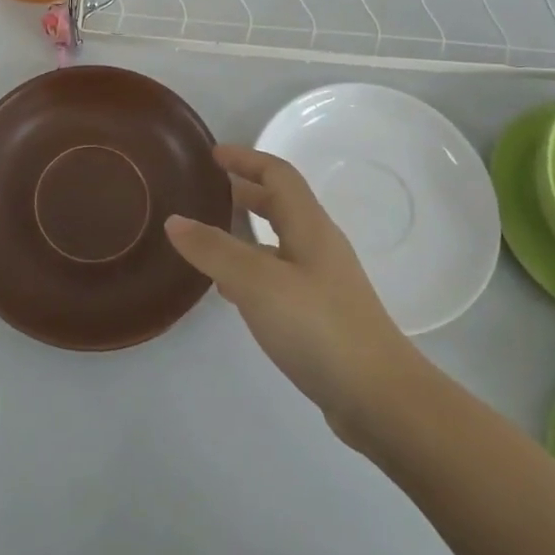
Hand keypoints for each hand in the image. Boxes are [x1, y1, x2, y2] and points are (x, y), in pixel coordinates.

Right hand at [166, 146, 414, 440]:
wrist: (380, 398)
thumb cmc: (319, 327)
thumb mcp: (257, 283)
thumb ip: (214, 250)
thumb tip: (175, 220)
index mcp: (309, 226)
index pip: (278, 174)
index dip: (246, 159)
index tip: (212, 155)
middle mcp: (319, 246)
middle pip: (280, 204)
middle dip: (244, 192)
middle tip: (205, 193)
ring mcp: (323, 282)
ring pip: (279, 242)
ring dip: (246, 233)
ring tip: (209, 239)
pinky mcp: (322, 315)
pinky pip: (280, 276)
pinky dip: (253, 269)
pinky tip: (232, 291)